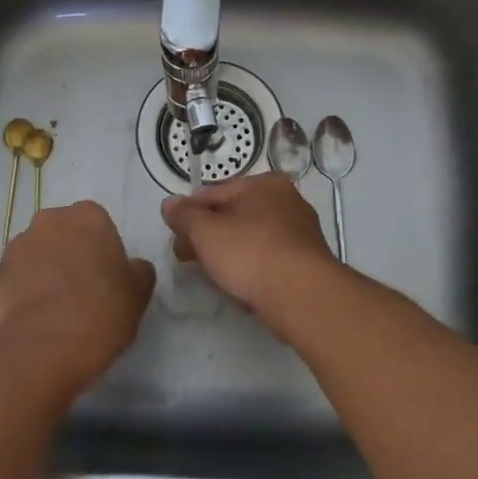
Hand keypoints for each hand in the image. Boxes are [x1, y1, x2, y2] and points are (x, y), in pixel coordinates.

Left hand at [0, 200, 154, 404]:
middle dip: (72, 255)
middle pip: (65, 234)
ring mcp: (17, 247)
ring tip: (57, 311)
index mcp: (88, 216)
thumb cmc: (99, 313)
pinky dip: (25, 293)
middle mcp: (49, 221)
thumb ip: (138, 271)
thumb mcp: (138, 294)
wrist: (40, 351)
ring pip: (38, 255)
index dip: (104, 252)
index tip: (108, 279)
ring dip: (46, 272)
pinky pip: (17, 279)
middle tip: (84, 292)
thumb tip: (131, 268)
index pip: (99, 225)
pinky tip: (36, 322)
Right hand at [160, 173, 339, 318]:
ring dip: (230, 255)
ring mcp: (301, 231)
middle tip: (188, 260)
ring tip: (215, 278)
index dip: (190, 215)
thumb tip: (169, 204)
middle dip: (208, 237)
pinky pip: (270, 260)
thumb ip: (184, 215)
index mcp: (264, 183)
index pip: (214, 193)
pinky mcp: (308, 262)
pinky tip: (243, 290)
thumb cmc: (250, 253)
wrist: (303, 295)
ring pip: (252, 239)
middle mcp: (287, 200)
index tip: (175, 239)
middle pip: (234, 216)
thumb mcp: (205, 231)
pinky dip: (254, 270)